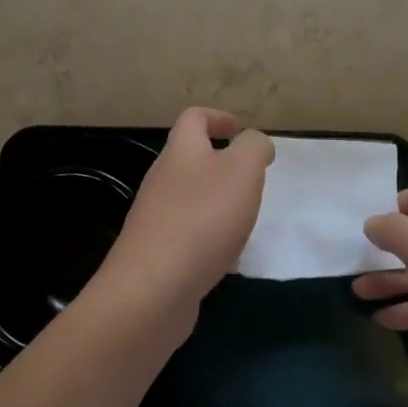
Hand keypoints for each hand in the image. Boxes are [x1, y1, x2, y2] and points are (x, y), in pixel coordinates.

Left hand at [97, 108, 274, 332]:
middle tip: (253, 181)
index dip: (219, 117)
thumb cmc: (203, 219)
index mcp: (181, 152)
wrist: (152, 289)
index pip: (194, 118)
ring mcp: (155, 218)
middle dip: (224, 166)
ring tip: (245, 221)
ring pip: (191, 199)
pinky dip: (210, 240)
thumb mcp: (243, 170)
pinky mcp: (156, 254)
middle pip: (191, 159)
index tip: (243, 131)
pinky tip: (226, 260)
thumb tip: (255, 141)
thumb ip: (254, 147)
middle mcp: (162, 179)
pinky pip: (187, 236)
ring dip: (219, 205)